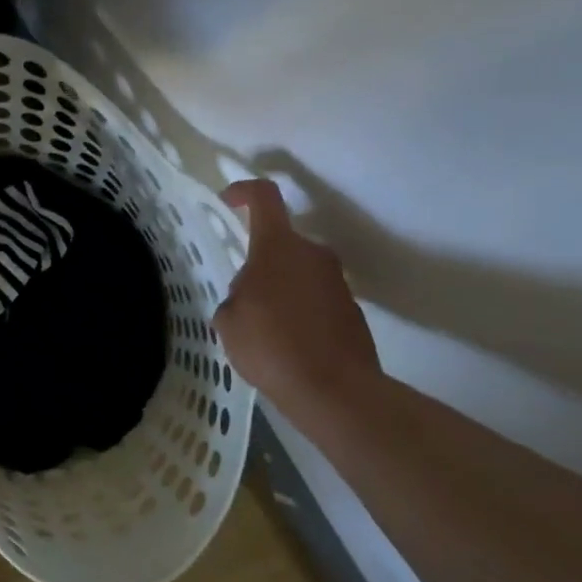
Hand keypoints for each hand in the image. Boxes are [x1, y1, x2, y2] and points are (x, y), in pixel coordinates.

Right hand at [214, 180, 380, 415]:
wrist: (334, 390)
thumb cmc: (270, 346)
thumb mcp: (229, 321)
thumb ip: (235, 297)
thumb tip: (250, 297)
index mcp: (279, 247)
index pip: (264, 197)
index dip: (243, 191)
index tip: (228, 200)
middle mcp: (313, 254)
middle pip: (281, 243)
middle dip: (259, 264)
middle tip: (242, 299)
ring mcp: (337, 282)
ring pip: (298, 273)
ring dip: (280, 290)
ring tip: (264, 330)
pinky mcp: (352, 309)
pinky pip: (316, 299)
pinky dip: (299, 312)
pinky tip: (288, 346)